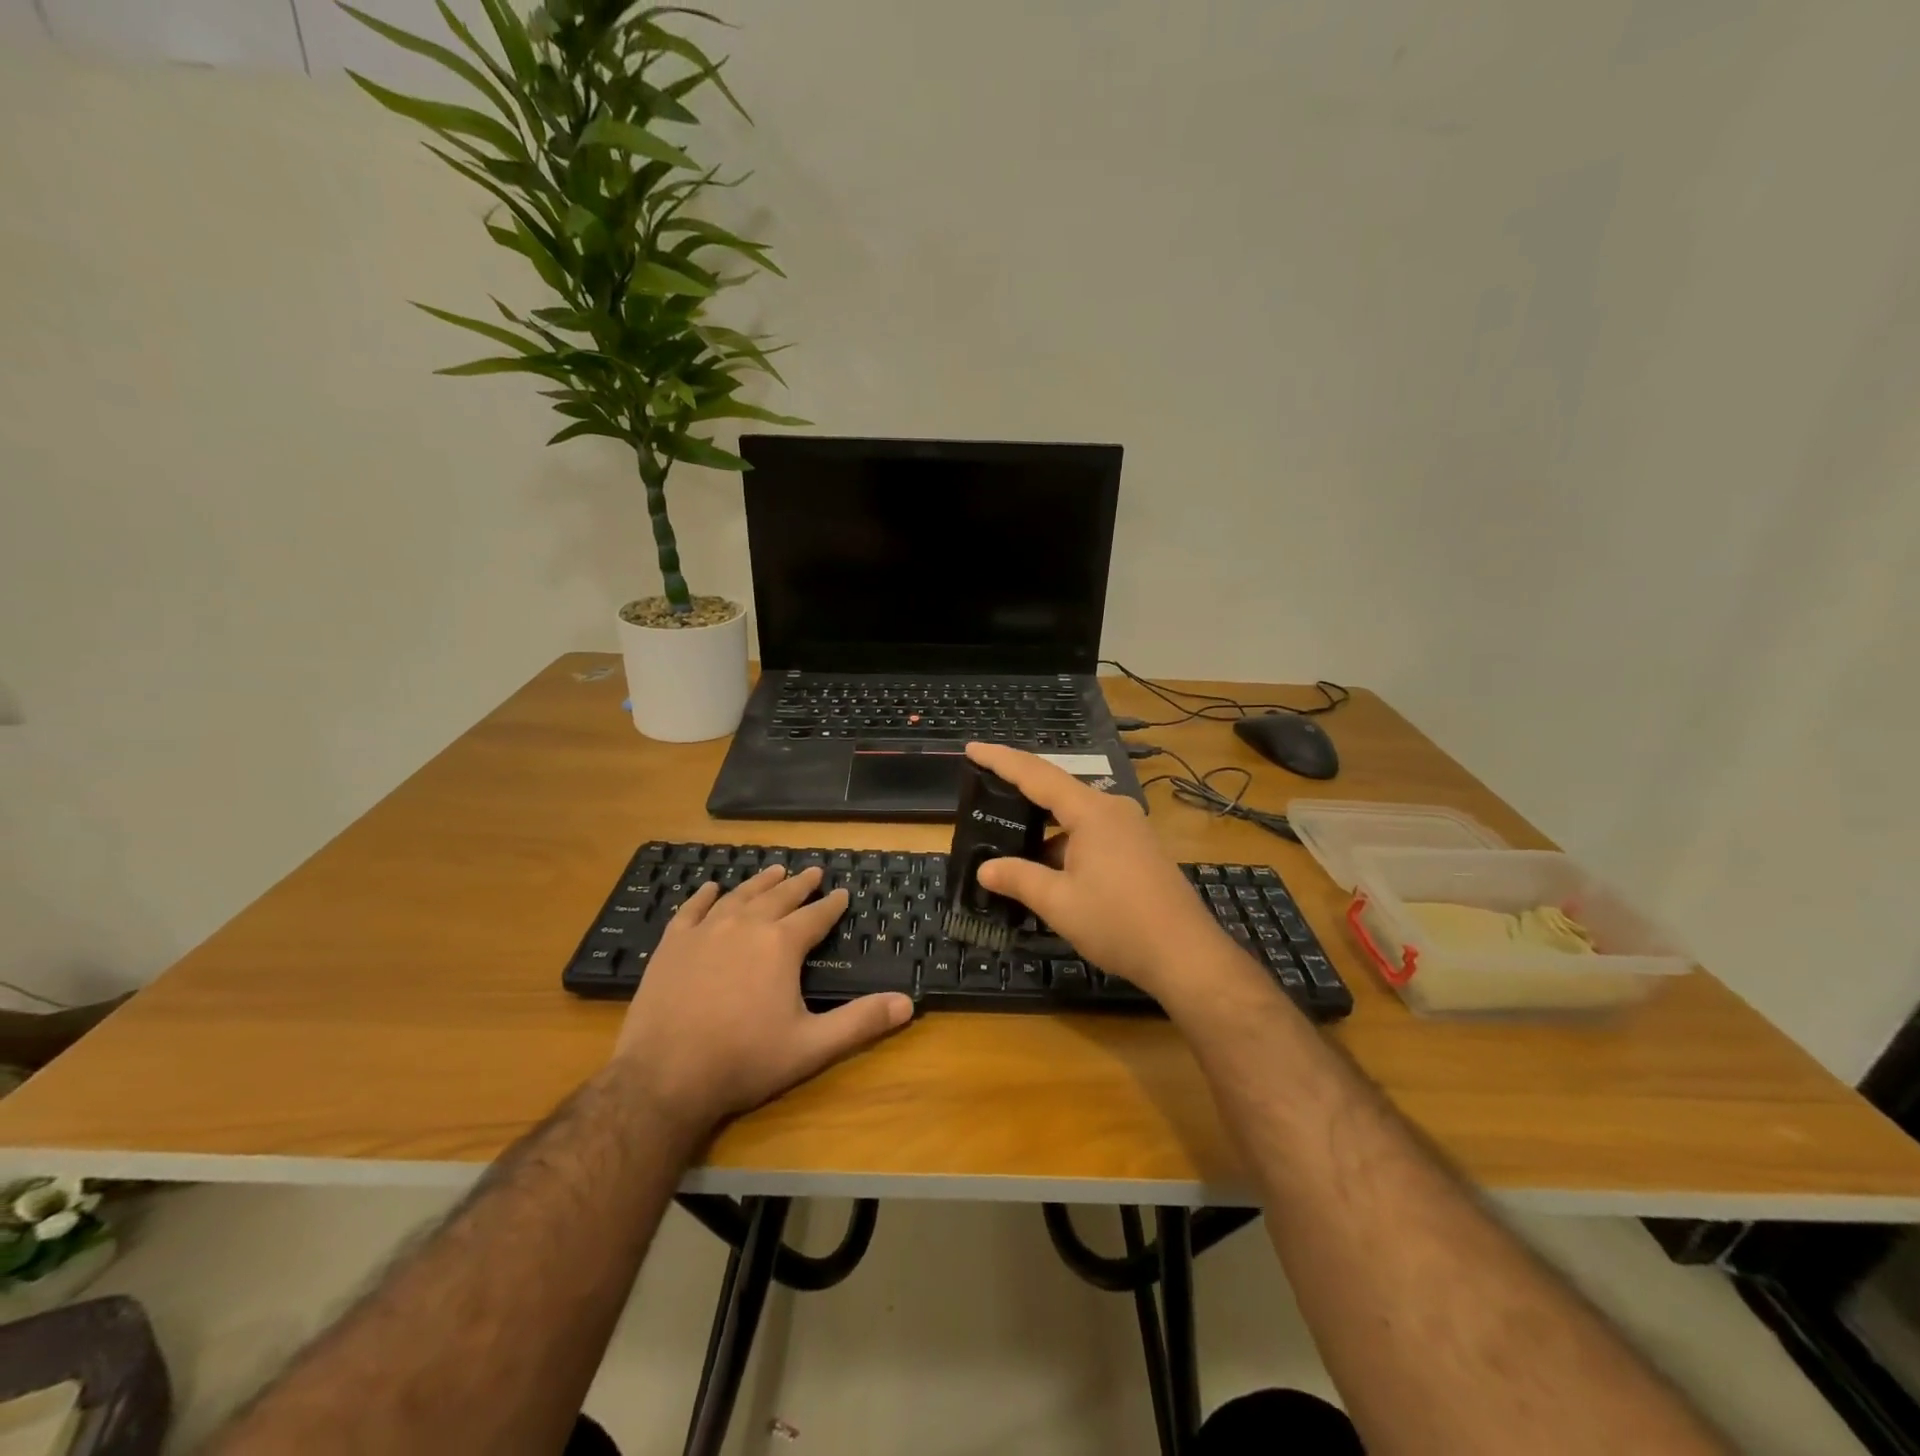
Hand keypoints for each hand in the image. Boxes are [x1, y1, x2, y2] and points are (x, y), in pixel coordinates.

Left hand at [613, 865, 913, 1131]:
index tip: (843, 893)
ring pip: (739, 896)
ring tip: (774, 870)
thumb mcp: (811, 1046)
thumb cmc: (744, 1061)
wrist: (664, 1077)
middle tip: (813, 871)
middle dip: (799, 884)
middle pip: (779, 897)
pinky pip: (691, 910)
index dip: (832, 905)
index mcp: (781, 945)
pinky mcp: (672, 945)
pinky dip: (704, 896)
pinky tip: (711, 887)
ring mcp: (705, 932)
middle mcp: (745, 926)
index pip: (815, 916)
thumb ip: (860, 1022)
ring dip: (760, 882)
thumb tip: (908, 1003)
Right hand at [965, 742, 1228, 996]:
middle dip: (1020, 794)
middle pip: (1057, 791)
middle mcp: (1113, 809)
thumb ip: (1019, 879)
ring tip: (1010, 844)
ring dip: (1044, 829)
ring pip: (1075, 817)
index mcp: (1091, 811)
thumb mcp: (1059, 903)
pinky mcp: (1139, 849)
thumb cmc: (1118, 923)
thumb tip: (985, 870)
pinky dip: (1065, 844)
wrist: (1186, 955)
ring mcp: (1130, 828)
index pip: (1036, 774)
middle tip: (985, 795)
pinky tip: (1049, 871)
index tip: (972, 747)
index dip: (1001, 760)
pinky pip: (1092, 833)